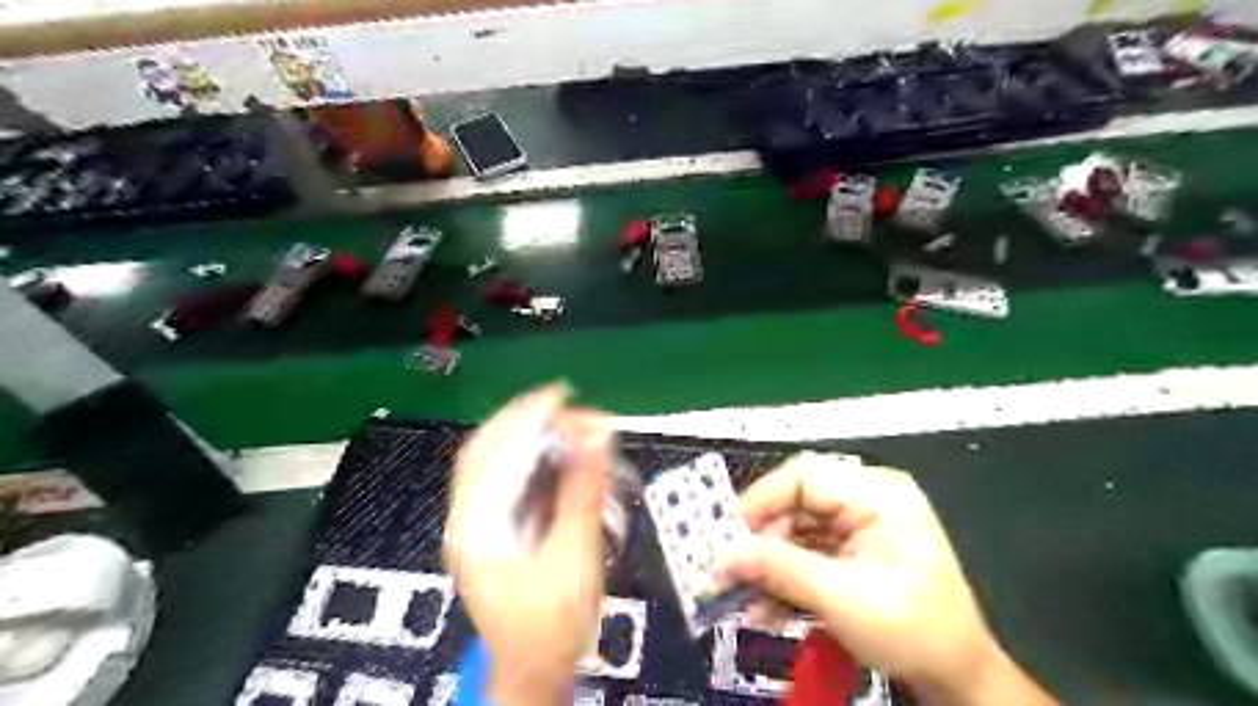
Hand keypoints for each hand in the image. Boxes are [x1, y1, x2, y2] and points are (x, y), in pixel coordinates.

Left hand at [446, 386, 614, 705]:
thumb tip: (597, 434)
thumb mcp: (573, 557)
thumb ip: (582, 493)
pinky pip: (507, 479)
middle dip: (525, 419)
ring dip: (528, 435)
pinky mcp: (494, 530)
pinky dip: (531, 457)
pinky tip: (555, 452)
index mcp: (475, 526)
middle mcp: (467, 518)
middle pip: (487, 450)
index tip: (561, 394)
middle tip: (568, 404)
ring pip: (496, 463)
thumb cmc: (551, 625)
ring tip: (565, 421)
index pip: (494, 453)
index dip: (526, 416)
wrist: (533, 673)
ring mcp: (477, 524)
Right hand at [722, 452, 1052, 705]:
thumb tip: (724, 555)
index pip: (804, 476)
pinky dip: (783, 578)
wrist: (958, 677)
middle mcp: (865, 498)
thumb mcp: (843, 600)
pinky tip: (766, 607)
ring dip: (768, 567)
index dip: (761, 500)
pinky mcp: (850, 549)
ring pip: (793, 531)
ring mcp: (858, 524)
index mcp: (877, 494)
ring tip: (744, 600)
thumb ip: (781, 570)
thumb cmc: (914, 631)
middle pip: (795, 504)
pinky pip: (804, 552)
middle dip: (761, 543)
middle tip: (729, 573)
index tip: (728, 535)